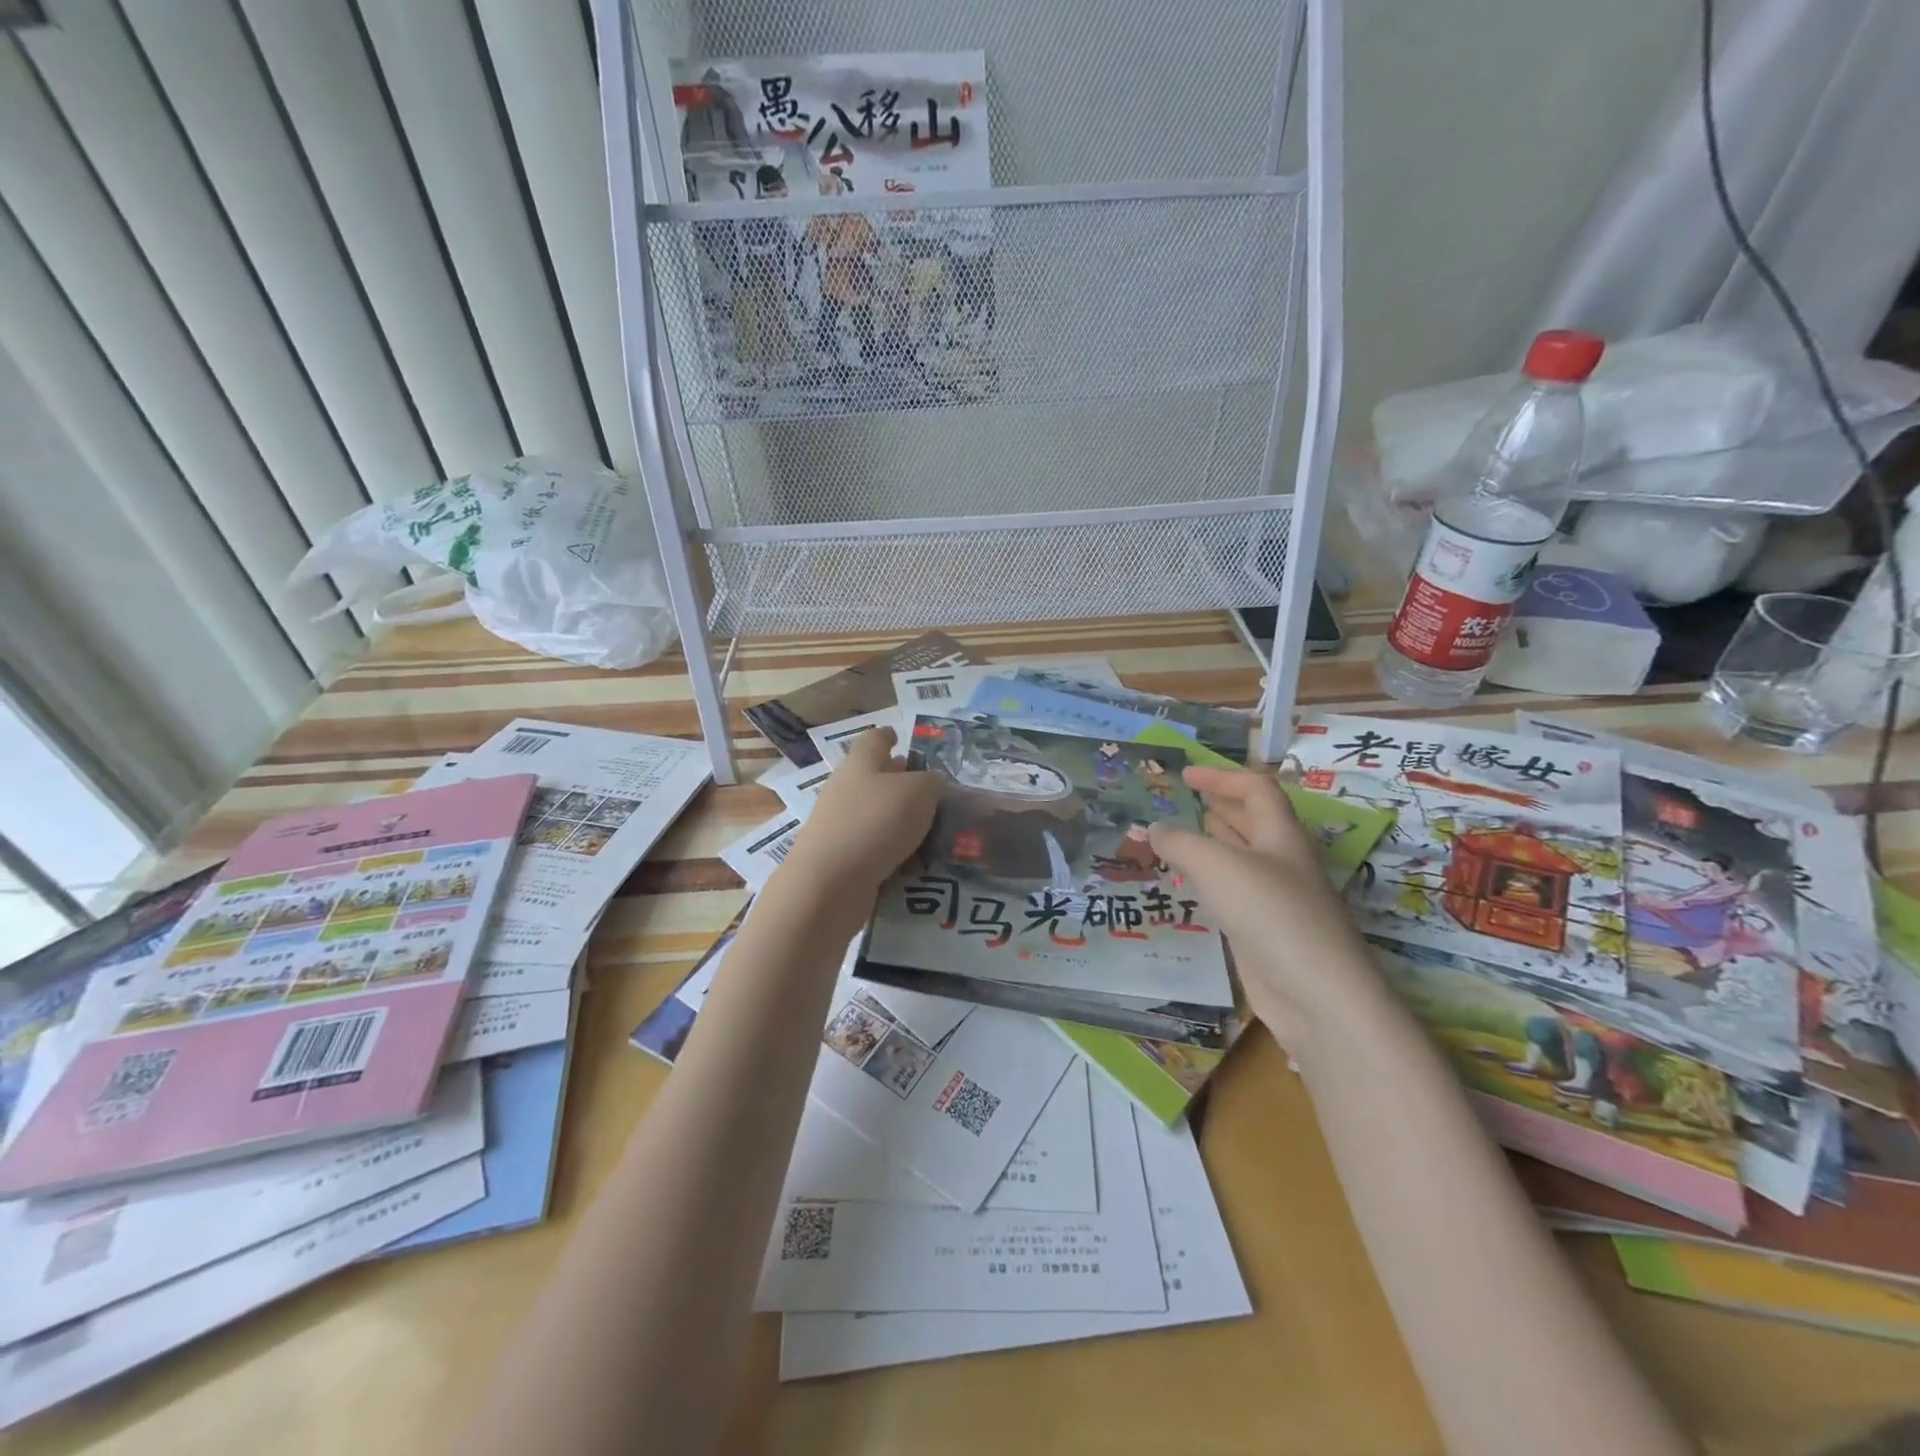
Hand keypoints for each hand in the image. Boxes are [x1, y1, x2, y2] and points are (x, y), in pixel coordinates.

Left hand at [780, 728, 940, 901]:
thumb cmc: (876, 822)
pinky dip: (887, 844)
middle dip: (895, 777)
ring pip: (870, 809)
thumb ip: (931, 782)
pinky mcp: (837, 856)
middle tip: (923, 785)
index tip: (898, 736)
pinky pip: (869, 842)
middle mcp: (844, 787)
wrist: (830, 882)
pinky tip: (909, 855)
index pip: (873, 739)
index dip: (887, 735)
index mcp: (861, 762)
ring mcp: (836, 823)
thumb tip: (931, 781)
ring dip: (893, 813)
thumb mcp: (919, 792)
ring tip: (924, 823)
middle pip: (870, 774)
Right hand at [1150, 765, 1384, 1046]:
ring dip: (1212, 842)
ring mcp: (1276, 899)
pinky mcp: (1265, 932)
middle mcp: (1282, 861)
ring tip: (1178, 836)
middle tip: (1182, 801)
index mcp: (1281, 835)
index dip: (1222, 777)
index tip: (1185, 775)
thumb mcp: (1217, 866)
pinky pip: (1233, 893)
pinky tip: (1190, 884)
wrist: (1317, 995)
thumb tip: (1155, 828)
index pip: (1256, 790)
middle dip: (1219, 806)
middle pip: (1252, 821)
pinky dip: (1209, 880)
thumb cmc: (1271, 913)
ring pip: (1241, 858)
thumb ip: (1180, 842)